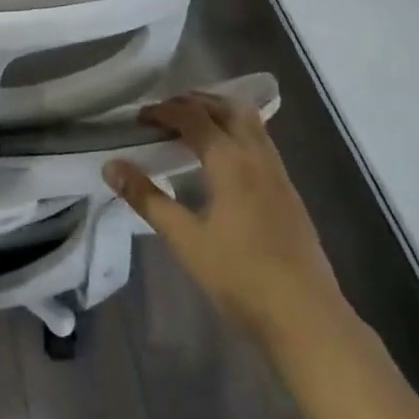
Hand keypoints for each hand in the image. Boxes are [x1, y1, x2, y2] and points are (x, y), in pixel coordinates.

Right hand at [105, 92, 341, 340]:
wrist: (306, 317)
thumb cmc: (240, 277)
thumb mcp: (185, 239)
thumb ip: (147, 198)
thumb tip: (112, 166)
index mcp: (231, 162)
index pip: (194, 117)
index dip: (164, 110)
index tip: (139, 118)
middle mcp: (258, 157)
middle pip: (228, 108)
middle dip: (194, 102)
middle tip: (164, 114)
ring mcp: (279, 174)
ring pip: (250, 122)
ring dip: (219, 113)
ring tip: (191, 127)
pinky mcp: (289, 192)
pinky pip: (260, 142)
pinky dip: (236, 132)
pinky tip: (222, 159)